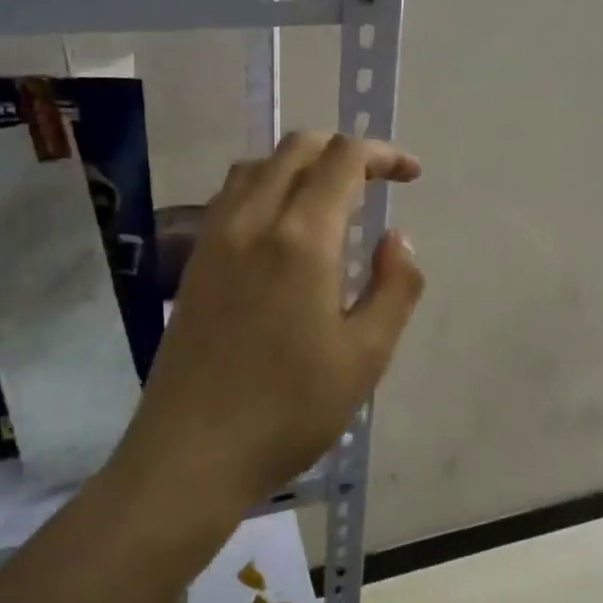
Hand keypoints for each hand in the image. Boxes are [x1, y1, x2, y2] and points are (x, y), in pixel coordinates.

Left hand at [126, 132, 424, 501]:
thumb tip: (397, 239)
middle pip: (297, 148)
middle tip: (378, 182)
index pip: (342, 160)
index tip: (411, 175)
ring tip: (332, 200)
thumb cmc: (289, 409)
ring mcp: (215, 238)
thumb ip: (395, 287)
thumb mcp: (366, 355)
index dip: (383, 154)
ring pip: (258, 166)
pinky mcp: (195, 262)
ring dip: (301, 165)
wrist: (191, 454)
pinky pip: (231, 195)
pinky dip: (267, 186)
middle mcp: (252, 221)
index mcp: (300, 238)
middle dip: (344, 151)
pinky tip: (284, 229)